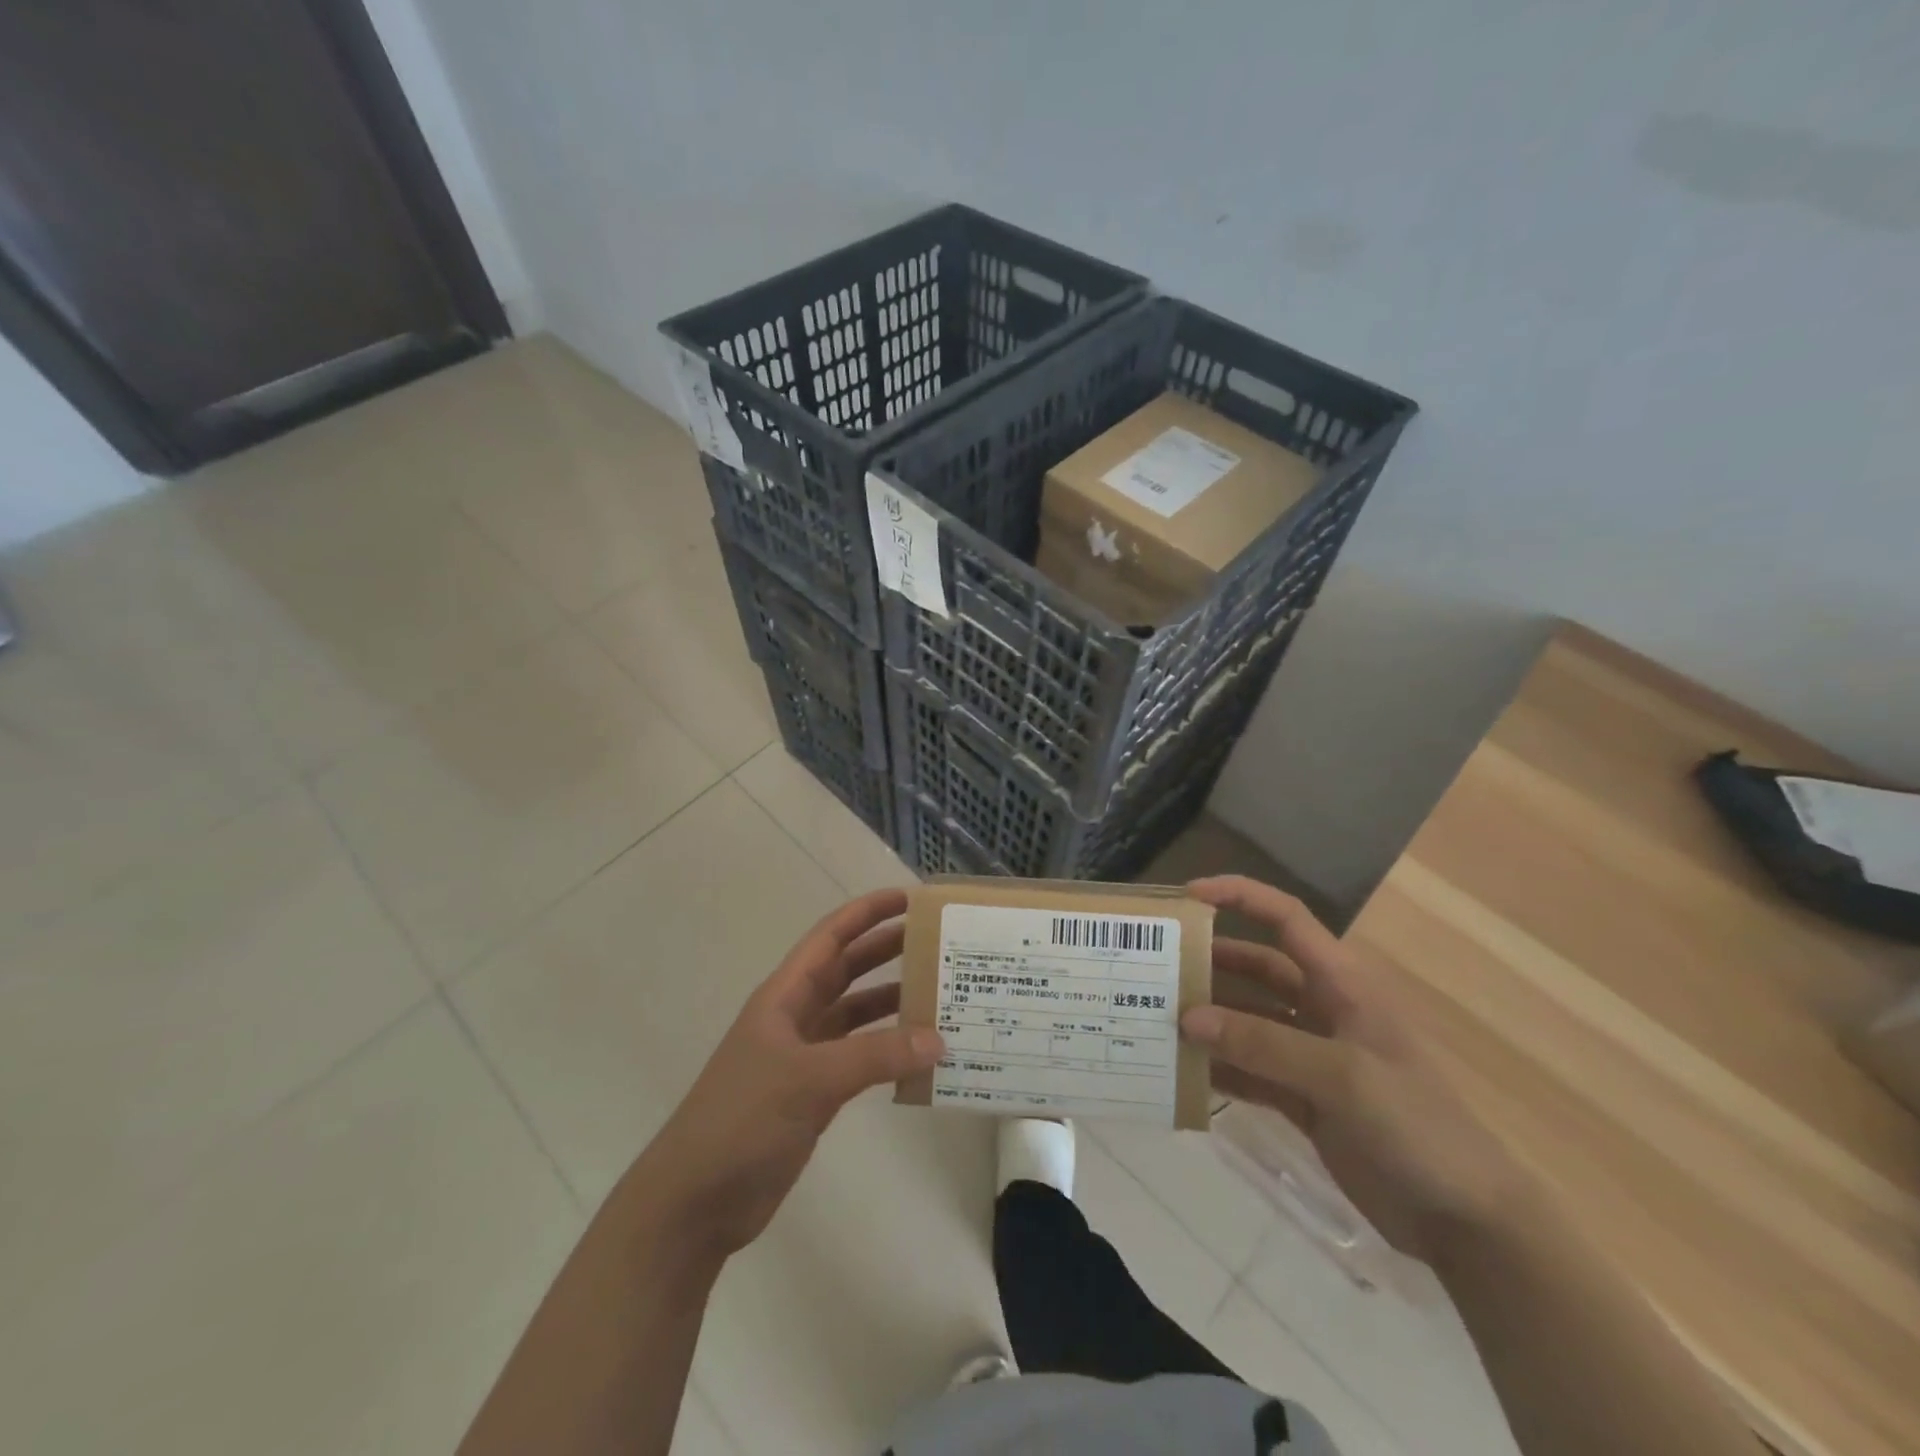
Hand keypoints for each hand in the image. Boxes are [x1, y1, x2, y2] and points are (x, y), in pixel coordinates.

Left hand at [638, 888, 943, 1262]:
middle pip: (847, 970)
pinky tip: (920, 1056)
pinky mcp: (814, 1094)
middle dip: (888, 951)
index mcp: (784, 996)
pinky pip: (860, 1058)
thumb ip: (876, 1056)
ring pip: (856, 1015)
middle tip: (937, 942)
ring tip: (940, 995)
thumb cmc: (742, 1120)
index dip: (867, 912)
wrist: (695, 1201)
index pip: (831, 937)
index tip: (910, 898)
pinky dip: (888, 1052)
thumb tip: (939, 1040)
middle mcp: (796, 1016)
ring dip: (892, 1002)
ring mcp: (805, 1056)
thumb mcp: (810, 1079)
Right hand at [1182, 876, 1532, 1262]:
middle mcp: (1321, 1008)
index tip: (1187, 896)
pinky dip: (1218, 1067)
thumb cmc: (1416, 1125)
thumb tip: (1188, 1018)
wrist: (1467, 1221)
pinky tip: (1181, 1072)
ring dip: (1207, 1018)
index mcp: (1341, 983)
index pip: (1285, 918)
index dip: (1239, 896)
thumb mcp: (1342, 1076)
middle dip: (1208, 961)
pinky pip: (1249, 1069)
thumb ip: (1262, 1044)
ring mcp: (1311, 1054)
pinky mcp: (1303, 1097)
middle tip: (1152, 965)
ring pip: (1246, 1019)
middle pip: (1255, 967)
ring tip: (1154, 1017)